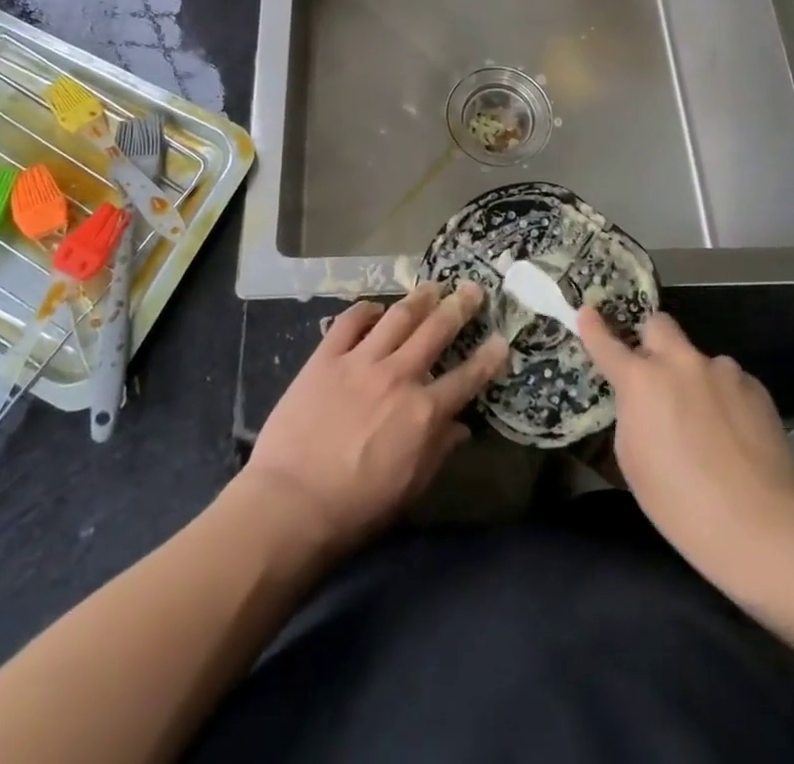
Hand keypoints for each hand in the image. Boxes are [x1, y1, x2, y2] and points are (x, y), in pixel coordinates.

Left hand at [244, 282, 508, 559]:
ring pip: (398, 317)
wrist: (291, 502)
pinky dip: (365, 310)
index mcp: (423, 412)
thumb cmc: (356, 508)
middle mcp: (398, 376)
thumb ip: (438, 451)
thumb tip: (461, 427)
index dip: (488, 358)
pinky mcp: (326, 357)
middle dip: (459, 307)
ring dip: (419, 298)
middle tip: (472, 289)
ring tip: (432, 285)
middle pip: (436, 331)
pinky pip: (350, 322)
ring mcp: (361, 361)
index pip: (467, 378)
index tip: (502, 340)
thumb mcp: (410, 488)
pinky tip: (374, 307)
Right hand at [579, 307, 793, 592]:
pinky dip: (726, 399)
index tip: (587, 313)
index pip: (607, 344)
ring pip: (699, 359)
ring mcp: (722, 371)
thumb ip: (632, 415)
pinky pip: (730, 382)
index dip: (593, 328)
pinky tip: (736, 436)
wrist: (759, 525)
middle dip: (652, 341)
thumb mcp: (633, 460)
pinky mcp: (755, 387)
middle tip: (655, 372)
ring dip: (695, 379)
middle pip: (659, 325)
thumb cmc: (680, 502)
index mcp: (641, 381)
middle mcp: (680, 363)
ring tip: (708, 424)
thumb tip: (643, 401)